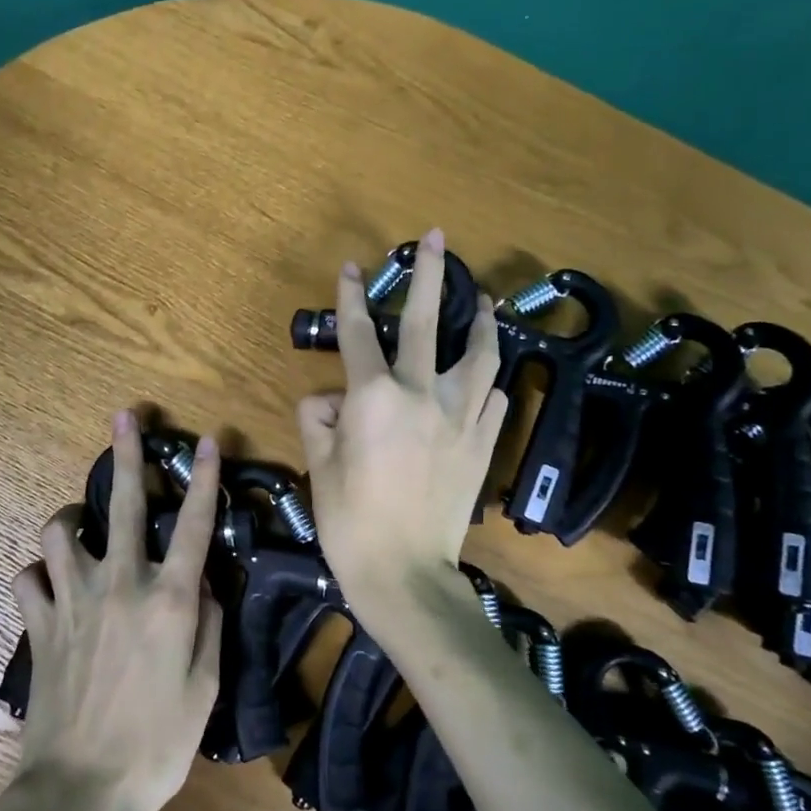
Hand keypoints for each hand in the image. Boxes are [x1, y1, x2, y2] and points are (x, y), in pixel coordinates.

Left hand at [9, 410, 223, 810]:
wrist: (82, 791)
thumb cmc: (157, 745)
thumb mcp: (206, 688)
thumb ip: (208, 624)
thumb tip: (204, 582)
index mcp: (169, 600)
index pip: (194, 524)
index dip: (204, 479)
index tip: (209, 441)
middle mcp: (121, 585)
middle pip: (126, 504)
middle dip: (126, 455)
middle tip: (124, 418)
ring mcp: (73, 601)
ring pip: (60, 531)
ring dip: (72, 520)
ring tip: (82, 527)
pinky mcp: (38, 624)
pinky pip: (28, 579)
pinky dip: (38, 575)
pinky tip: (49, 585)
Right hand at [297, 229, 507, 622]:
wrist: (405, 572)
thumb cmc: (350, 521)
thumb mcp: (319, 466)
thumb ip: (319, 420)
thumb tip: (330, 400)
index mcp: (374, 396)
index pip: (359, 333)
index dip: (353, 296)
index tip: (353, 267)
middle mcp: (421, 394)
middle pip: (427, 321)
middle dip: (430, 274)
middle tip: (437, 238)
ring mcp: (460, 417)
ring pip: (480, 353)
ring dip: (481, 321)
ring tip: (483, 300)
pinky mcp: (484, 442)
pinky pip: (491, 398)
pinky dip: (486, 381)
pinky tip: (485, 377)